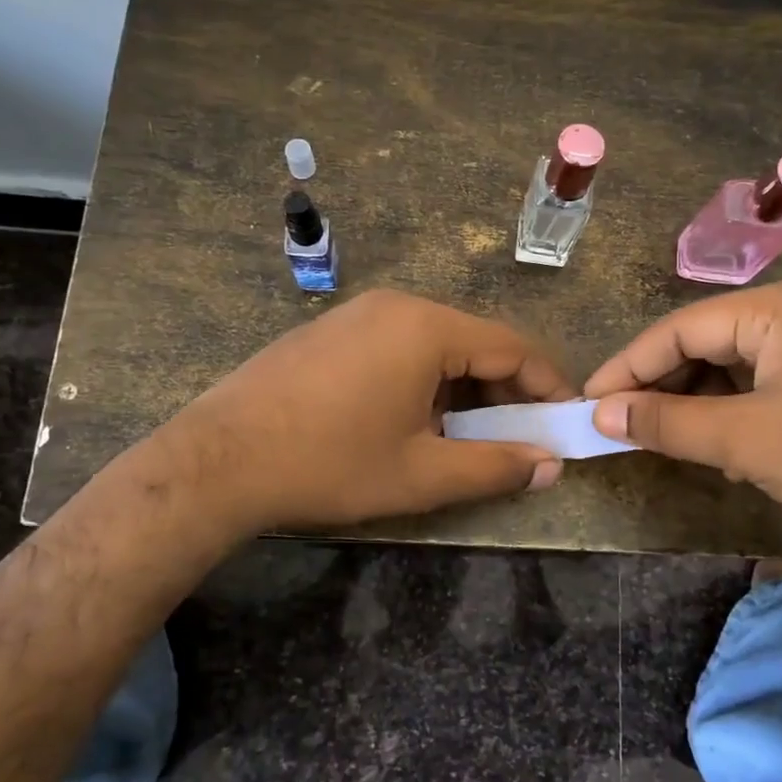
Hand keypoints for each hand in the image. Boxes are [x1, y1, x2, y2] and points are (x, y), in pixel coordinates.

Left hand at [167, 290, 573, 536]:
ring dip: (463, 389)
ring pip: (435, 346)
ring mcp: (358, 314)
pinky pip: (398, 347)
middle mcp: (396, 305)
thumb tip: (550, 465)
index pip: (511, 346)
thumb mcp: (421, 475)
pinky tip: (412, 423)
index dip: (546, 385)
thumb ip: (495, 467)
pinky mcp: (330, 331)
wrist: (217, 461)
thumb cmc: (328, 464)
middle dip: (504, 391)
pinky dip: (423, 381)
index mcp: (426, 327)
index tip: (565, 421)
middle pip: (473, 342)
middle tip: (519, 439)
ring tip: (467, 439)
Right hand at [583, 278, 781, 557]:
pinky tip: (718, 439)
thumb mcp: (747, 440)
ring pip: (731, 362)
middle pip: (704, 341)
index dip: (627, 367)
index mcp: (777, 307)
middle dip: (660, 384)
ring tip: (664, 436)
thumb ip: (668, 422)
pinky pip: (761, 379)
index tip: (588, 403)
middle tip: (620, 425)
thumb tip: (601, 414)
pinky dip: (730, 406)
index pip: (678, 328)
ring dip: (694, 399)